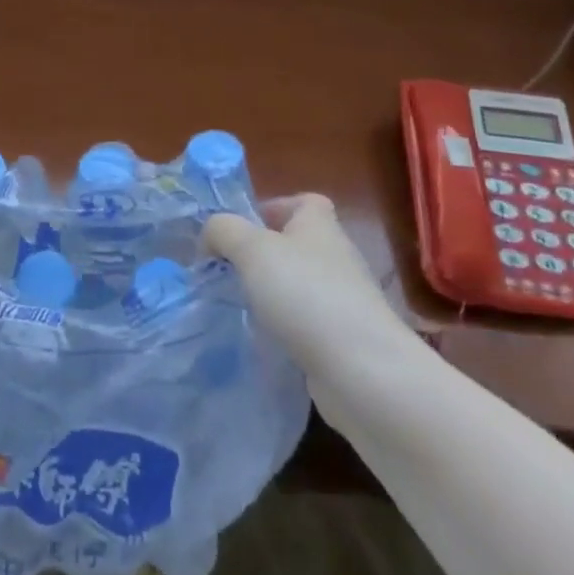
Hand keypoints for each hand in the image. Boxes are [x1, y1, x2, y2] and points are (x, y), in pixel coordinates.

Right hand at [203, 195, 412, 373]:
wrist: (362, 372)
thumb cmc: (306, 294)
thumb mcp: (251, 248)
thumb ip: (223, 230)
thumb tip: (211, 235)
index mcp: (319, 225)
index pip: (303, 202)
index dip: (273, 207)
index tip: (242, 230)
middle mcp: (336, 257)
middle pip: (297, 244)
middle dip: (262, 255)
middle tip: (229, 270)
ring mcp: (344, 301)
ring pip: (300, 286)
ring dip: (271, 294)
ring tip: (239, 306)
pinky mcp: (344, 340)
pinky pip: (307, 323)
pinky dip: (285, 328)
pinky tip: (265, 340)